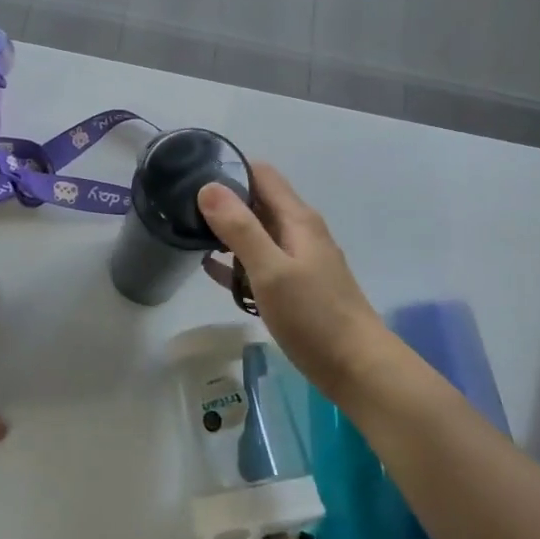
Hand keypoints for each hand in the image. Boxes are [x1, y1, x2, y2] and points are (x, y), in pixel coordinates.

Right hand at [199, 162, 397, 404]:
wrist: (358, 369)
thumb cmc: (314, 316)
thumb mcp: (270, 270)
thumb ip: (240, 228)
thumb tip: (208, 187)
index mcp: (297, 219)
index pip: (262, 174)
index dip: (229, 169)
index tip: (192, 177)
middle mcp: (299, 232)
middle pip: (257, 201)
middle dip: (223, 200)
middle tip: (180, 207)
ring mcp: (298, 260)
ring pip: (256, 233)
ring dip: (226, 231)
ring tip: (187, 234)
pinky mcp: (294, 287)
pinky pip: (258, 262)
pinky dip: (235, 261)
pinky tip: (209, 269)